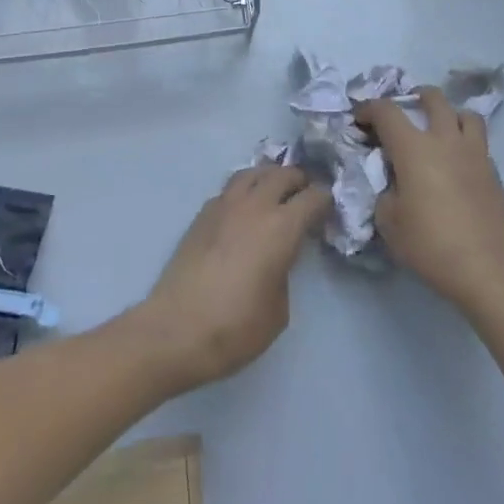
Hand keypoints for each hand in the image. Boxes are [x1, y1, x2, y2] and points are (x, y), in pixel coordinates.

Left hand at [133, 166, 329, 392]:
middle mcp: (254, 206)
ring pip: (252, 173)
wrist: (174, 330)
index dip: (325, 201)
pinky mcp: (201, 215)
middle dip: (299, 181)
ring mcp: (224, 206)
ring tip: (274, 195)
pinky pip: (229, 189)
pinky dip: (243, 191)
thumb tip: (278, 258)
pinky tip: (243, 211)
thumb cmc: (234, 328)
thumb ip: (284, 273)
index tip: (329, 211)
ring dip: (268, 178)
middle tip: (305, 197)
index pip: (312, 197)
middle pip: (282, 174)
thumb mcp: (278, 310)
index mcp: (281, 227)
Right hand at [357, 87, 503, 310]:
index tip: (359, 120)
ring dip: (449, 114)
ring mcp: (474, 153)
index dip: (368, 109)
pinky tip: (457, 165)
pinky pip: (478, 143)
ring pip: (465, 114)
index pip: (387, 110)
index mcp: (414, 147)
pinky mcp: (494, 172)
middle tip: (404, 113)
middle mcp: (445, 140)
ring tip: (439, 131)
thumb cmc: (430, 243)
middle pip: (433, 98)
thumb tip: (393, 183)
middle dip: (414, 98)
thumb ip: (385, 191)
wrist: (486, 268)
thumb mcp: (389, 221)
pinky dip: (465, 143)